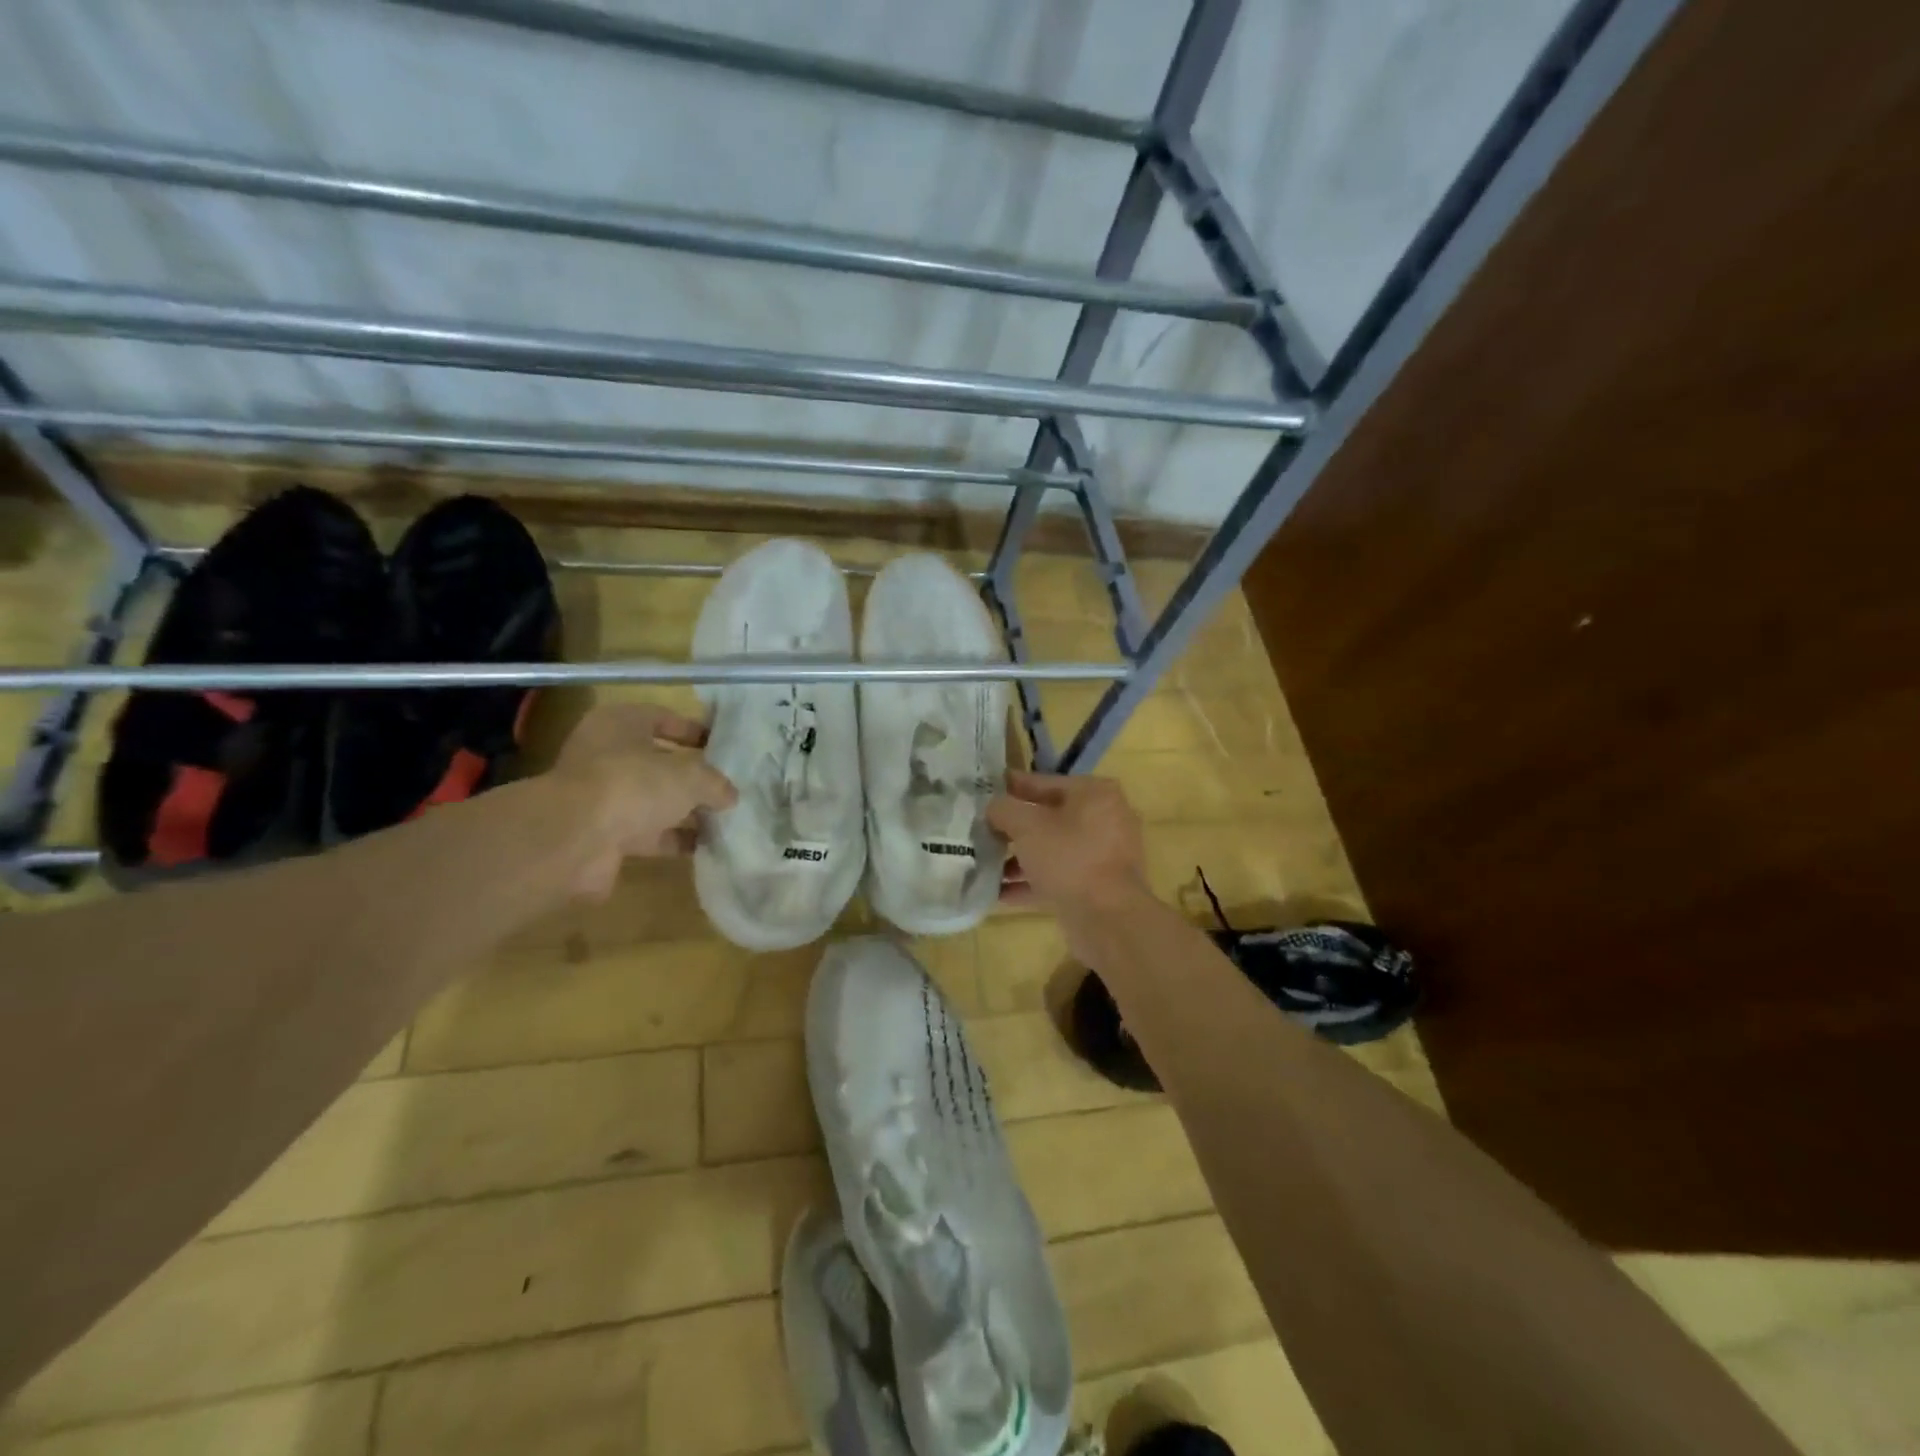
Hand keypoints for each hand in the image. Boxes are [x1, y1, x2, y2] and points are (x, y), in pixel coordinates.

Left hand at [548, 702, 736, 898]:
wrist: (575, 840)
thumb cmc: (633, 784)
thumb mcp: (689, 775)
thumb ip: (715, 782)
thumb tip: (730, 795)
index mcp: (620, 724)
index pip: (664, 718)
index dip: (696, 731)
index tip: (725, 747)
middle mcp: (607, 756)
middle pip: (659, 762)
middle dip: (694, 776)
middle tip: (728, 786)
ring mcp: (604, 797)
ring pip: (654, 800)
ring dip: (686, 811)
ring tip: (726, 819)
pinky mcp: (604, 834)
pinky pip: (649, 833)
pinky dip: (674, 839)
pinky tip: (706, 846)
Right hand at [987, 771, 1147, 912]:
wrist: (1108, 919)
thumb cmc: (1069, 858)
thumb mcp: (1027, 826)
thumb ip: (1004, 809)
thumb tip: (993, 808)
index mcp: (1094, 793)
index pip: (1043, 782)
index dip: (1010, 786)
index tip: (983, 790)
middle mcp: (1104, 819)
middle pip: (1048, 818)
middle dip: (1013, 828)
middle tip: (980, 830)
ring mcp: (1104, 856)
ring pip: (1052, 850)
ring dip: (1019, 858)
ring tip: (984, 865)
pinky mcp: (1097, 887)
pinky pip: (1058, 877)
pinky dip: (1031, 883)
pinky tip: (998, 893)